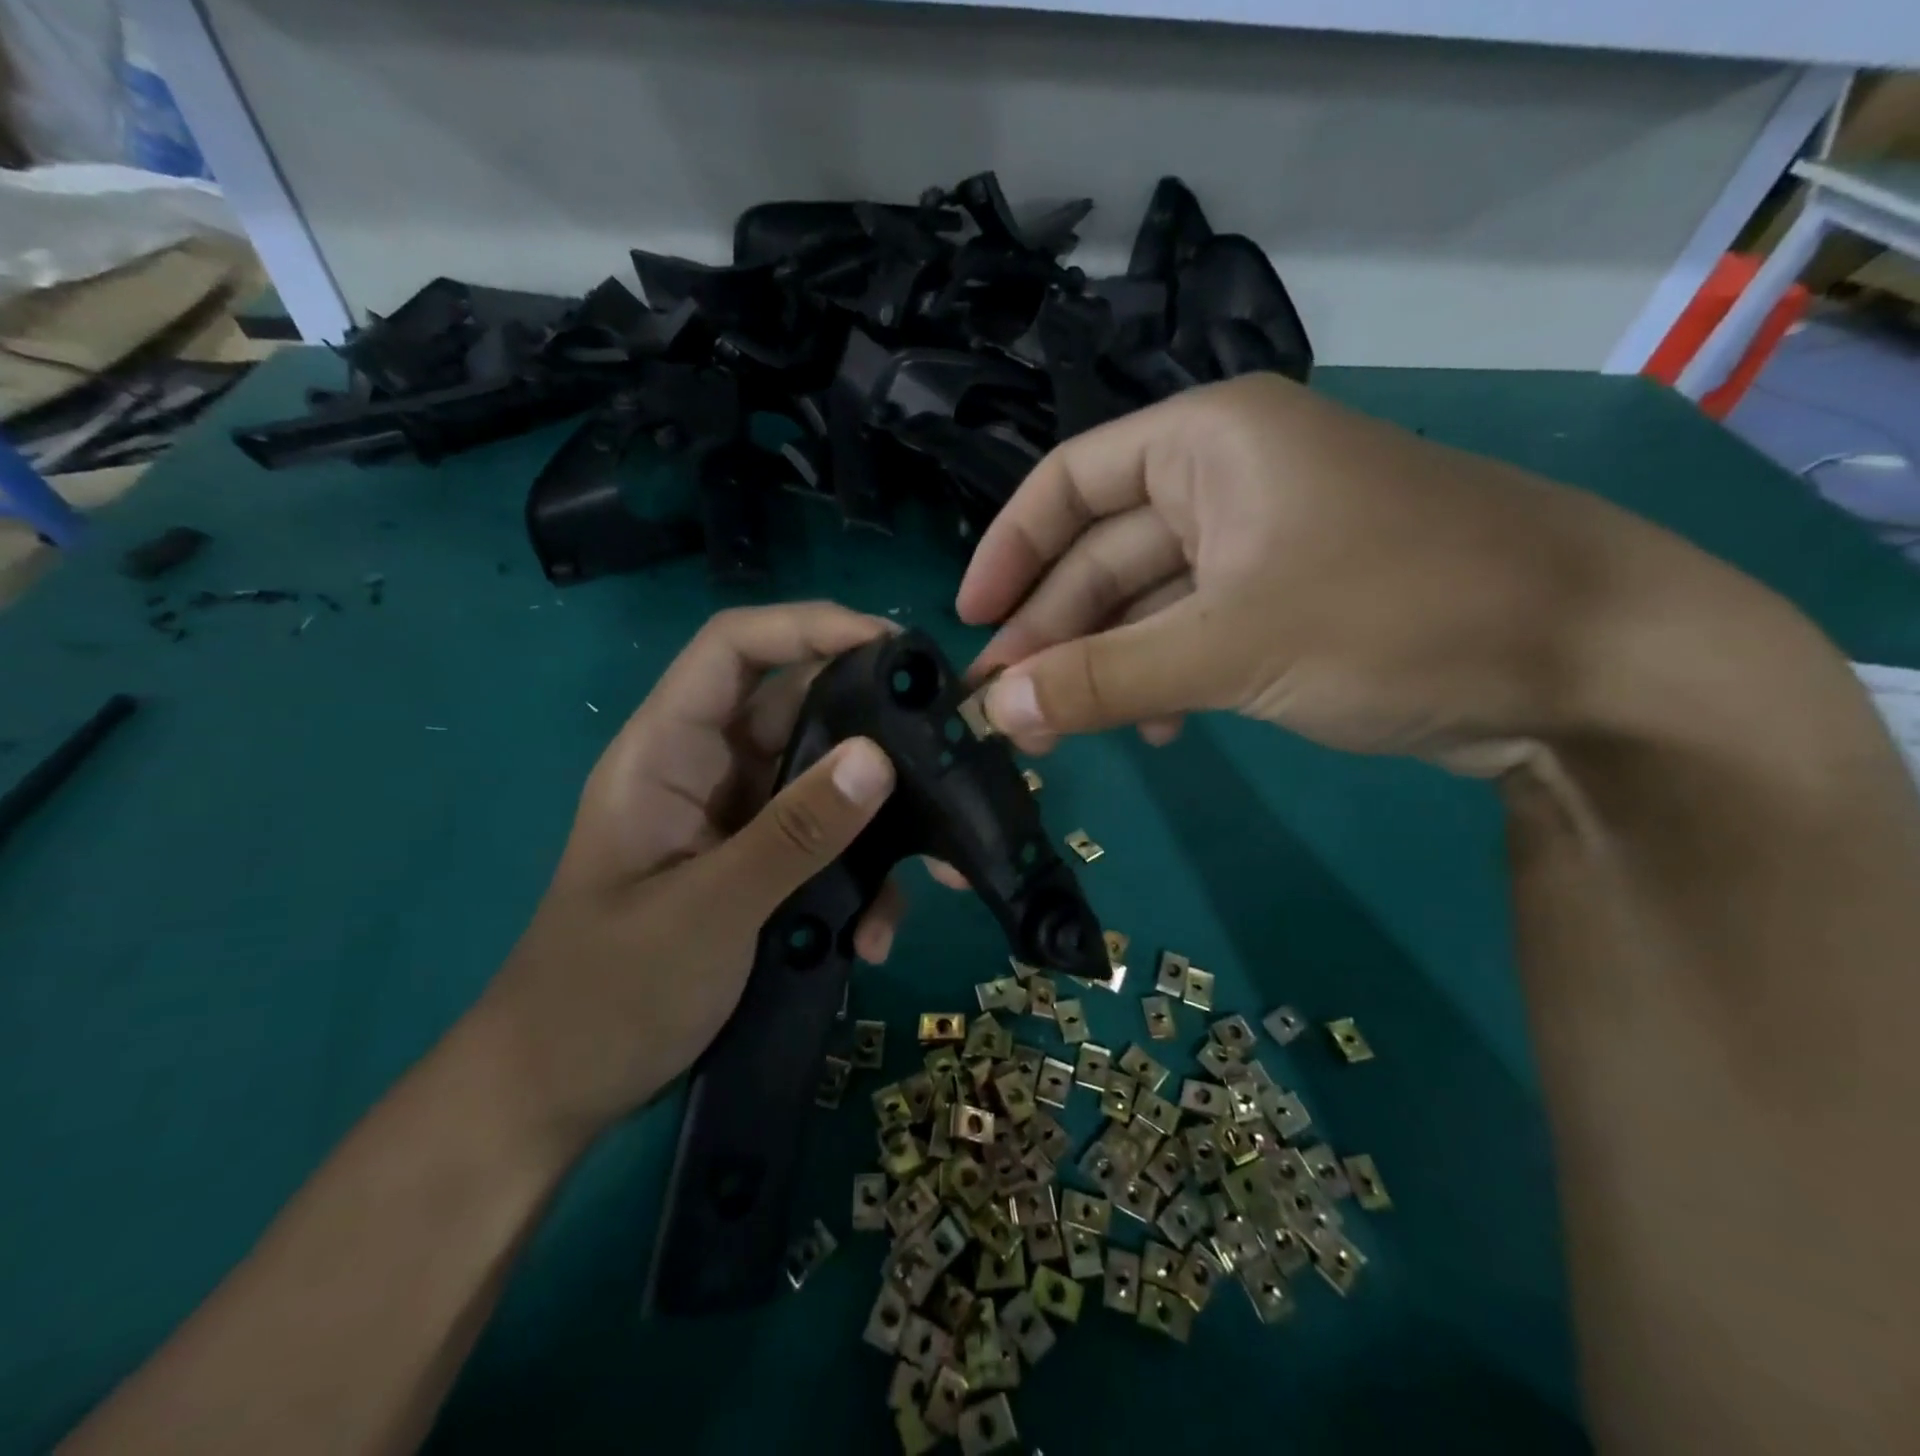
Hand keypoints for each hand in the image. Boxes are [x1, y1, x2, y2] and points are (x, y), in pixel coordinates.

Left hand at [476, 604, 899, 1142]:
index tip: (891, 645)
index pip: (734, 648)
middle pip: (799, 713)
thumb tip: (879, 758)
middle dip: (872, 734)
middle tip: (947, 752)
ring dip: (877, 826)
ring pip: (824, 787)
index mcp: (667, 752)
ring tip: (935, 873)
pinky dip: (859, 881)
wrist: (562, 1094)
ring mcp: (737, 824)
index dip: (808, 625)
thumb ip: (795, 834)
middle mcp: (708, 772)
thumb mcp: (708, 911)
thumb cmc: (606, 995)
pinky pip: (825, 847)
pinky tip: (874, 936)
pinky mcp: (761, 870)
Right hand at [957, 372, 1715, 774]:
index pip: (1069, 483)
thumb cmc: (1402, 614)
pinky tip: (1150, 729)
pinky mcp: (1288, 604)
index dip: (1008, 551)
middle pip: (1103, 554)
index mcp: (1208, 443)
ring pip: (1145, 603)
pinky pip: (1193, 635)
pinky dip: (1161, 679)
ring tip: (1057, 730)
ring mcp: (1260, 545)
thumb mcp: (1233, 646)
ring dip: (1101, 664)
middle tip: (1003, 706)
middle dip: (1051, 630)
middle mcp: (1227, 479)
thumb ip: (1104, 678)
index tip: (967, 622)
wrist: (1589, 663)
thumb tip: (996, 712)